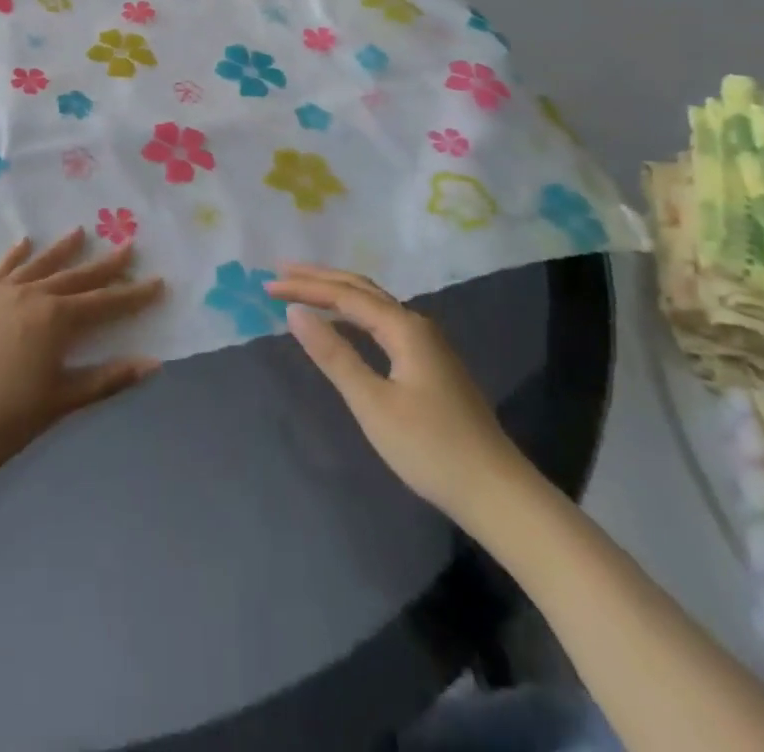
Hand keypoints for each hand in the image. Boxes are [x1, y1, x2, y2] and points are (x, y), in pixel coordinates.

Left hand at [0, 229, 163, 522]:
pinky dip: (15, 254)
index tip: (158, 281)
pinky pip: (0, 269)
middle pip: (76, 276)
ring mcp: (0, 294)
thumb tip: (153, 363)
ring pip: (40, 264)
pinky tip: (24, 241)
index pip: (105, 303)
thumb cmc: (2, 420)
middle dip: (105, 264)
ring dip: (62, 249)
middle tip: (129, 246)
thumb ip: (106, 379)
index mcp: (56, 321)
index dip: (133, 295)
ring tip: (81, 231)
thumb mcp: (59, 402)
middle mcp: (32, 296)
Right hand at [265, 264, 527, 525]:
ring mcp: (427, 344)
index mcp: (404, 327)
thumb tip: (295, 312)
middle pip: (361, 289)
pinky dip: (354, 314)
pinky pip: (383, 322)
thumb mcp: (372, 403)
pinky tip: (343, 324)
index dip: (305, 287)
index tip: (267, 286)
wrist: (496, 492)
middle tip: (280, 272)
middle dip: (320, 278)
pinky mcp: (430, 364)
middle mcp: (417, 324)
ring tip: (304, 289)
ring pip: (374, 304)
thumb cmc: (430, 447)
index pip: (345, 295)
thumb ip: (333, 354)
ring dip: (337, 293)